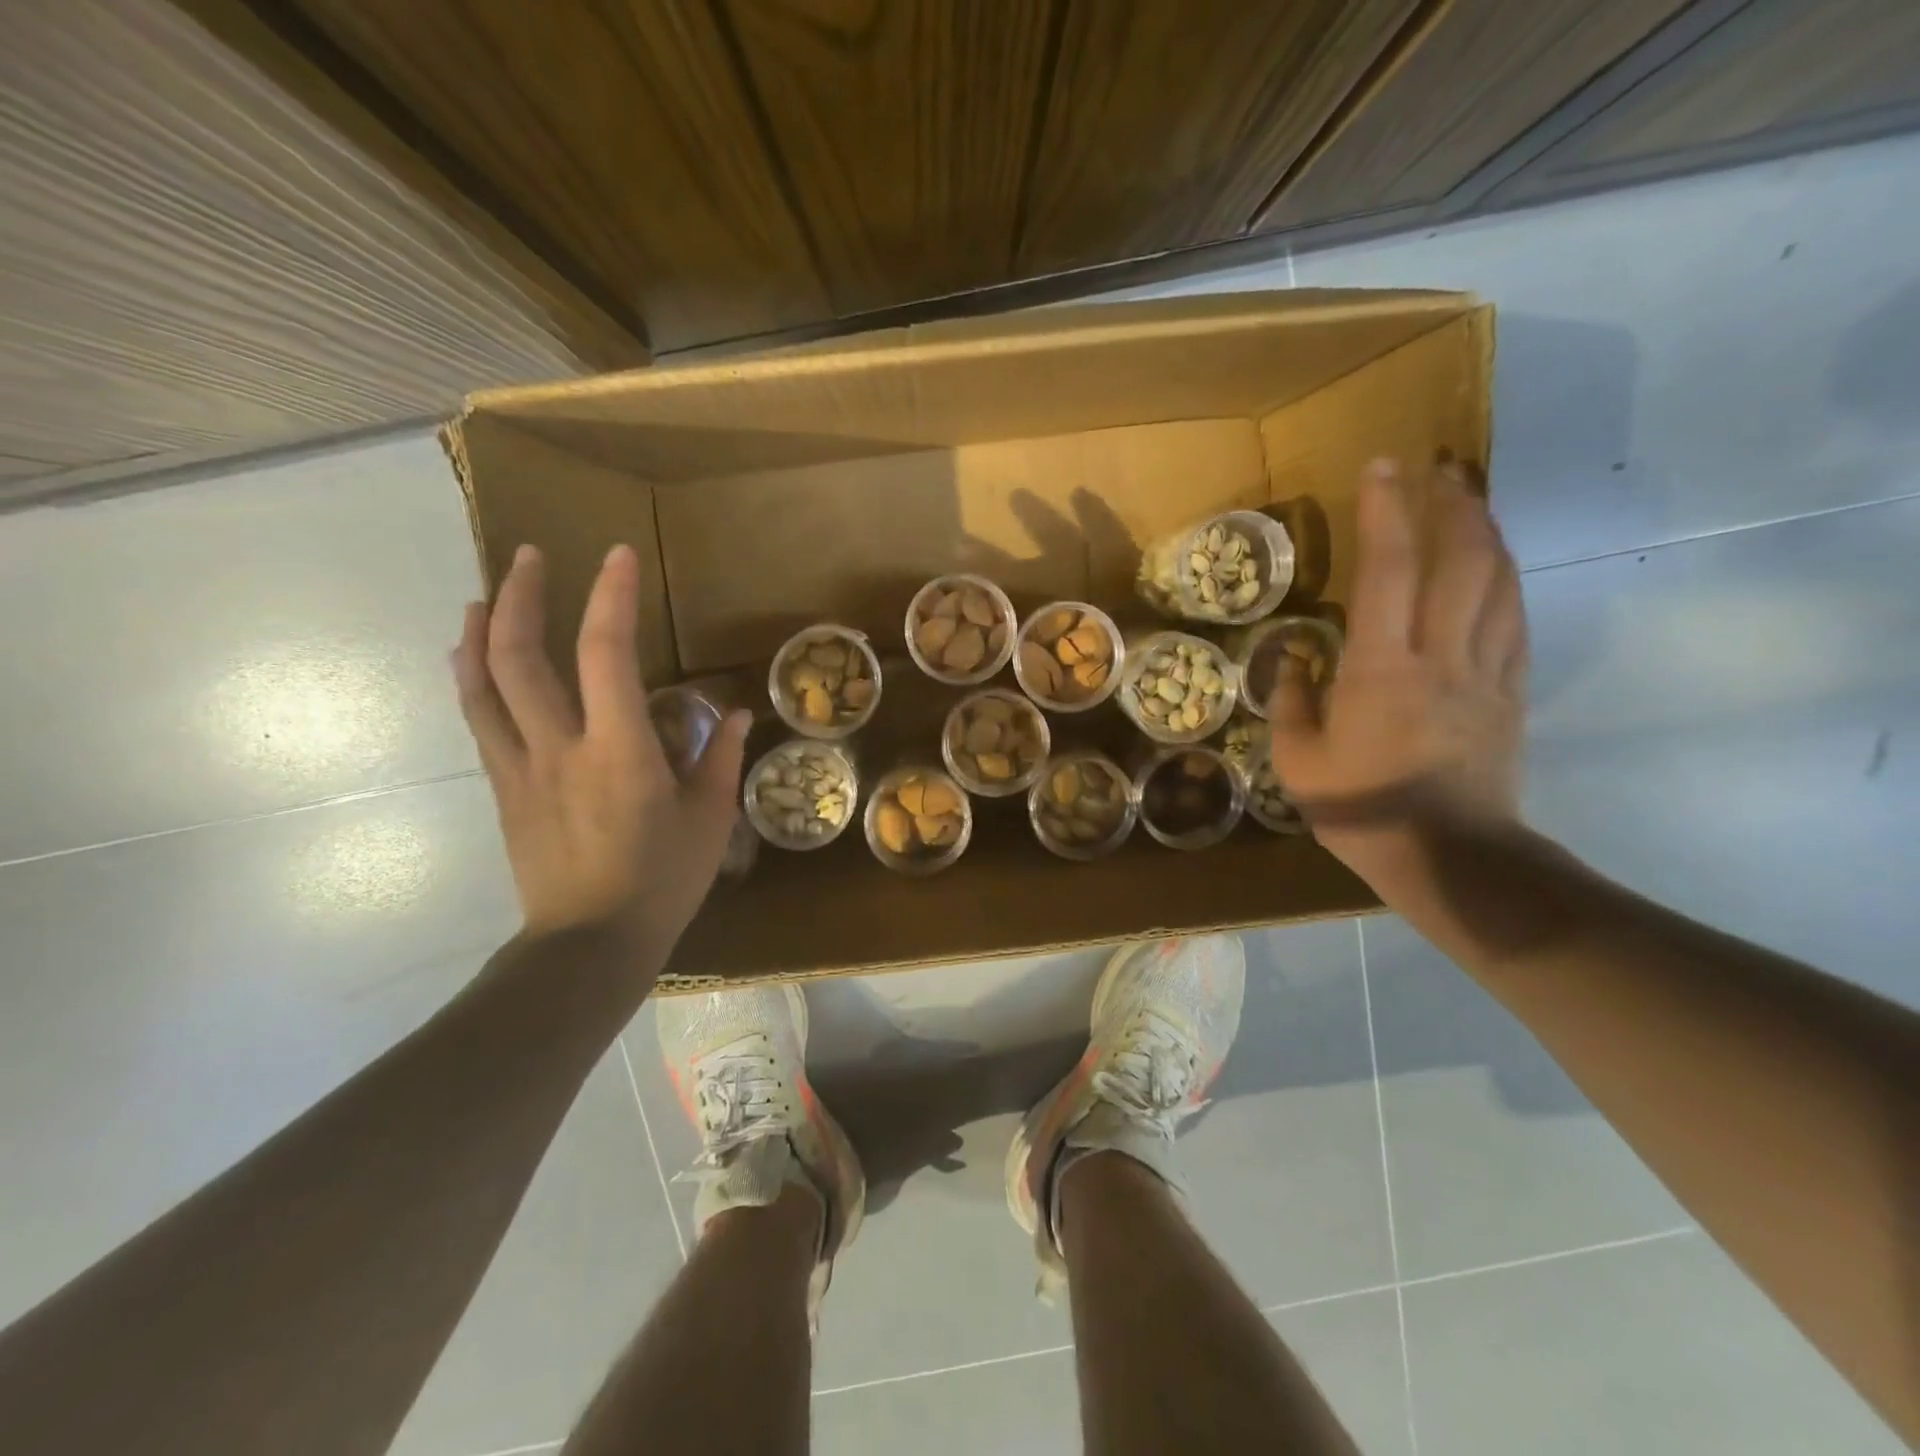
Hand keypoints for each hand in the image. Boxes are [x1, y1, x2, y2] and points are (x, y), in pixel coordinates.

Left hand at [452, 543, 748, 945]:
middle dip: (519, 595)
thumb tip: (736, 715)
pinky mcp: (504, 790)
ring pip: (481, 685)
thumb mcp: (708, 820)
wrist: (589, 944)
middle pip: (518, 656)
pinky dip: (471, 680)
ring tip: (483, 595)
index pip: (607, 654)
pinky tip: (472, 662)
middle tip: (528, 556)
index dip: (609, 597)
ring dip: (478, 631)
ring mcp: (520, 767)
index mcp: (619, 750)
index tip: (616, 555)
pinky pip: (480, 722)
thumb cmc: (661, 881)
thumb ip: (719, 759)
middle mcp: (559, 747)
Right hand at [1269, 458, 1526, 879]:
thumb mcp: (1298, 763)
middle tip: (1438, 465)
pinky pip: (1515, 620)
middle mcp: (1440, 656)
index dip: (1387, 513)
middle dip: (1451, 503)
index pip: (1388, 572)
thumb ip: (1291, 703)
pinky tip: (1496, 562)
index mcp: (1381, 670)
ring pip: (1497, 581)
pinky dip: (1506, 578)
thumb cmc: (1362, 810)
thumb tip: (1294, 659)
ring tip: (1471, 497)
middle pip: (1459, 560)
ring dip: (1485, 530)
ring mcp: (1484, 671)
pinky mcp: (1510, 691)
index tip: (1382, 466)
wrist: (1451, 857)